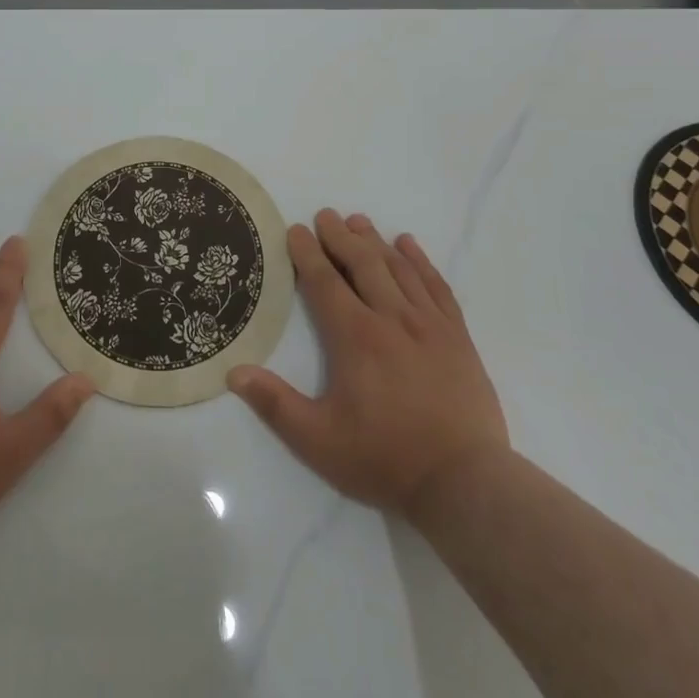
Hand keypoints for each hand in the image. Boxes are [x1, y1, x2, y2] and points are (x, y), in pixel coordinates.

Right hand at [227, 209, 508, 521]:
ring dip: (375, 241)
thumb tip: (234, 372)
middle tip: (325, 216)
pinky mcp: (457, 336)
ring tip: (358, 221)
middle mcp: (391, 318)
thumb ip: (275, 404)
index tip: (296, 231)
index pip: (325, 282)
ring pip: (398, 268)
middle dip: (340, 236)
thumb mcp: (318, 441)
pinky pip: (436, 285)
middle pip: (362, 263)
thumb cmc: (385, 459)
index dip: (307, 253)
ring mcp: (429, 324)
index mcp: (355, 337)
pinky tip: (408, 245)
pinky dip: (420, 261)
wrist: (465, 481)